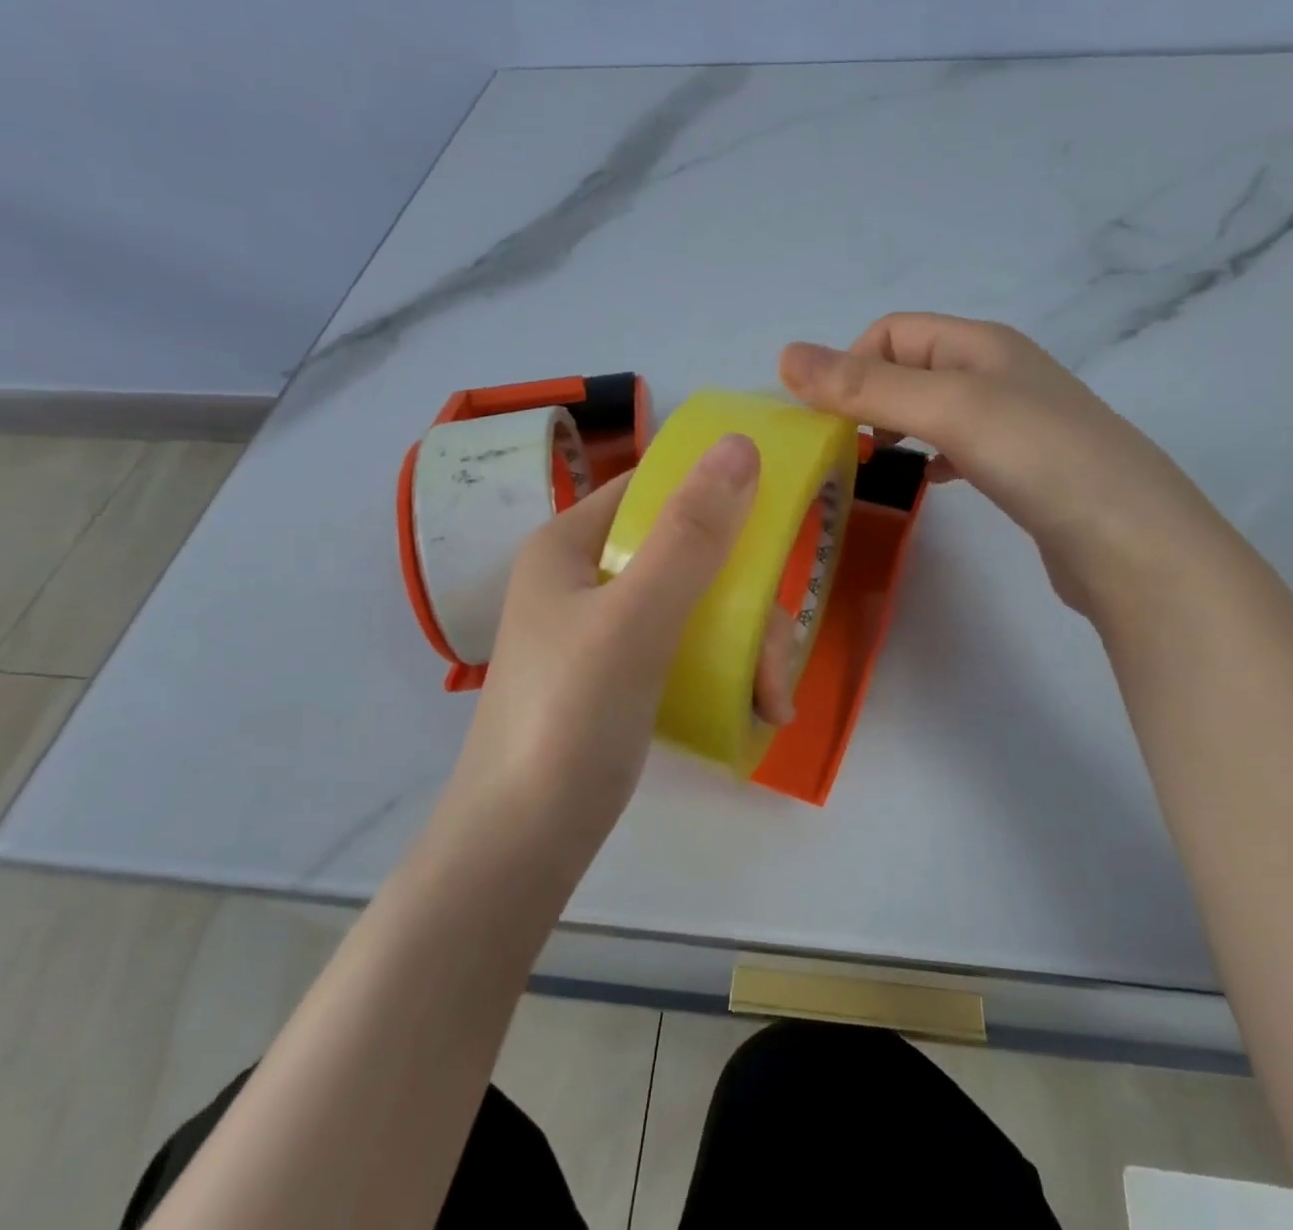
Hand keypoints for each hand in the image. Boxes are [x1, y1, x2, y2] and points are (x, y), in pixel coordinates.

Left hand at [440, 434, 795, 854]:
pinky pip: (686, 650)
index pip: (652, 491)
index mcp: (570, 545)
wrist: (518, 848)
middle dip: (744, 605)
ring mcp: (602, 631)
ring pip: (696, 606)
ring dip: (744, 646)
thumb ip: (691, 534)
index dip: (715, 499)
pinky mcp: (619, 677)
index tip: (770, 538)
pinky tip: (755, 711)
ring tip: (770, 702)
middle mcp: (584, 578)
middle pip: (686, 555)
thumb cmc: (569, 718)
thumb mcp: (636, 619)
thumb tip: (740, 444)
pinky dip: (724, 673)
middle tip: (774, 662)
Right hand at [780, 313, 1229, 619]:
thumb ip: (866, 385)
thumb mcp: (946, 407)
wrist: (1129, 539)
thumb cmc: (1036, 456)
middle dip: (868, 399)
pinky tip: (927, 482)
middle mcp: (998, 372)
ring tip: (875, 464)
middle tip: (845, 446)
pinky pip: (960, 448)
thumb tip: (785, 355)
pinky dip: (931, 458)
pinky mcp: (1023, 468)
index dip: (851, 365)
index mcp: (979, 344)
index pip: (891, 332)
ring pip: (934, 410)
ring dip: (896, 428)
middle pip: (911, 368)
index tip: (830, 420)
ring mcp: (1015, 422)